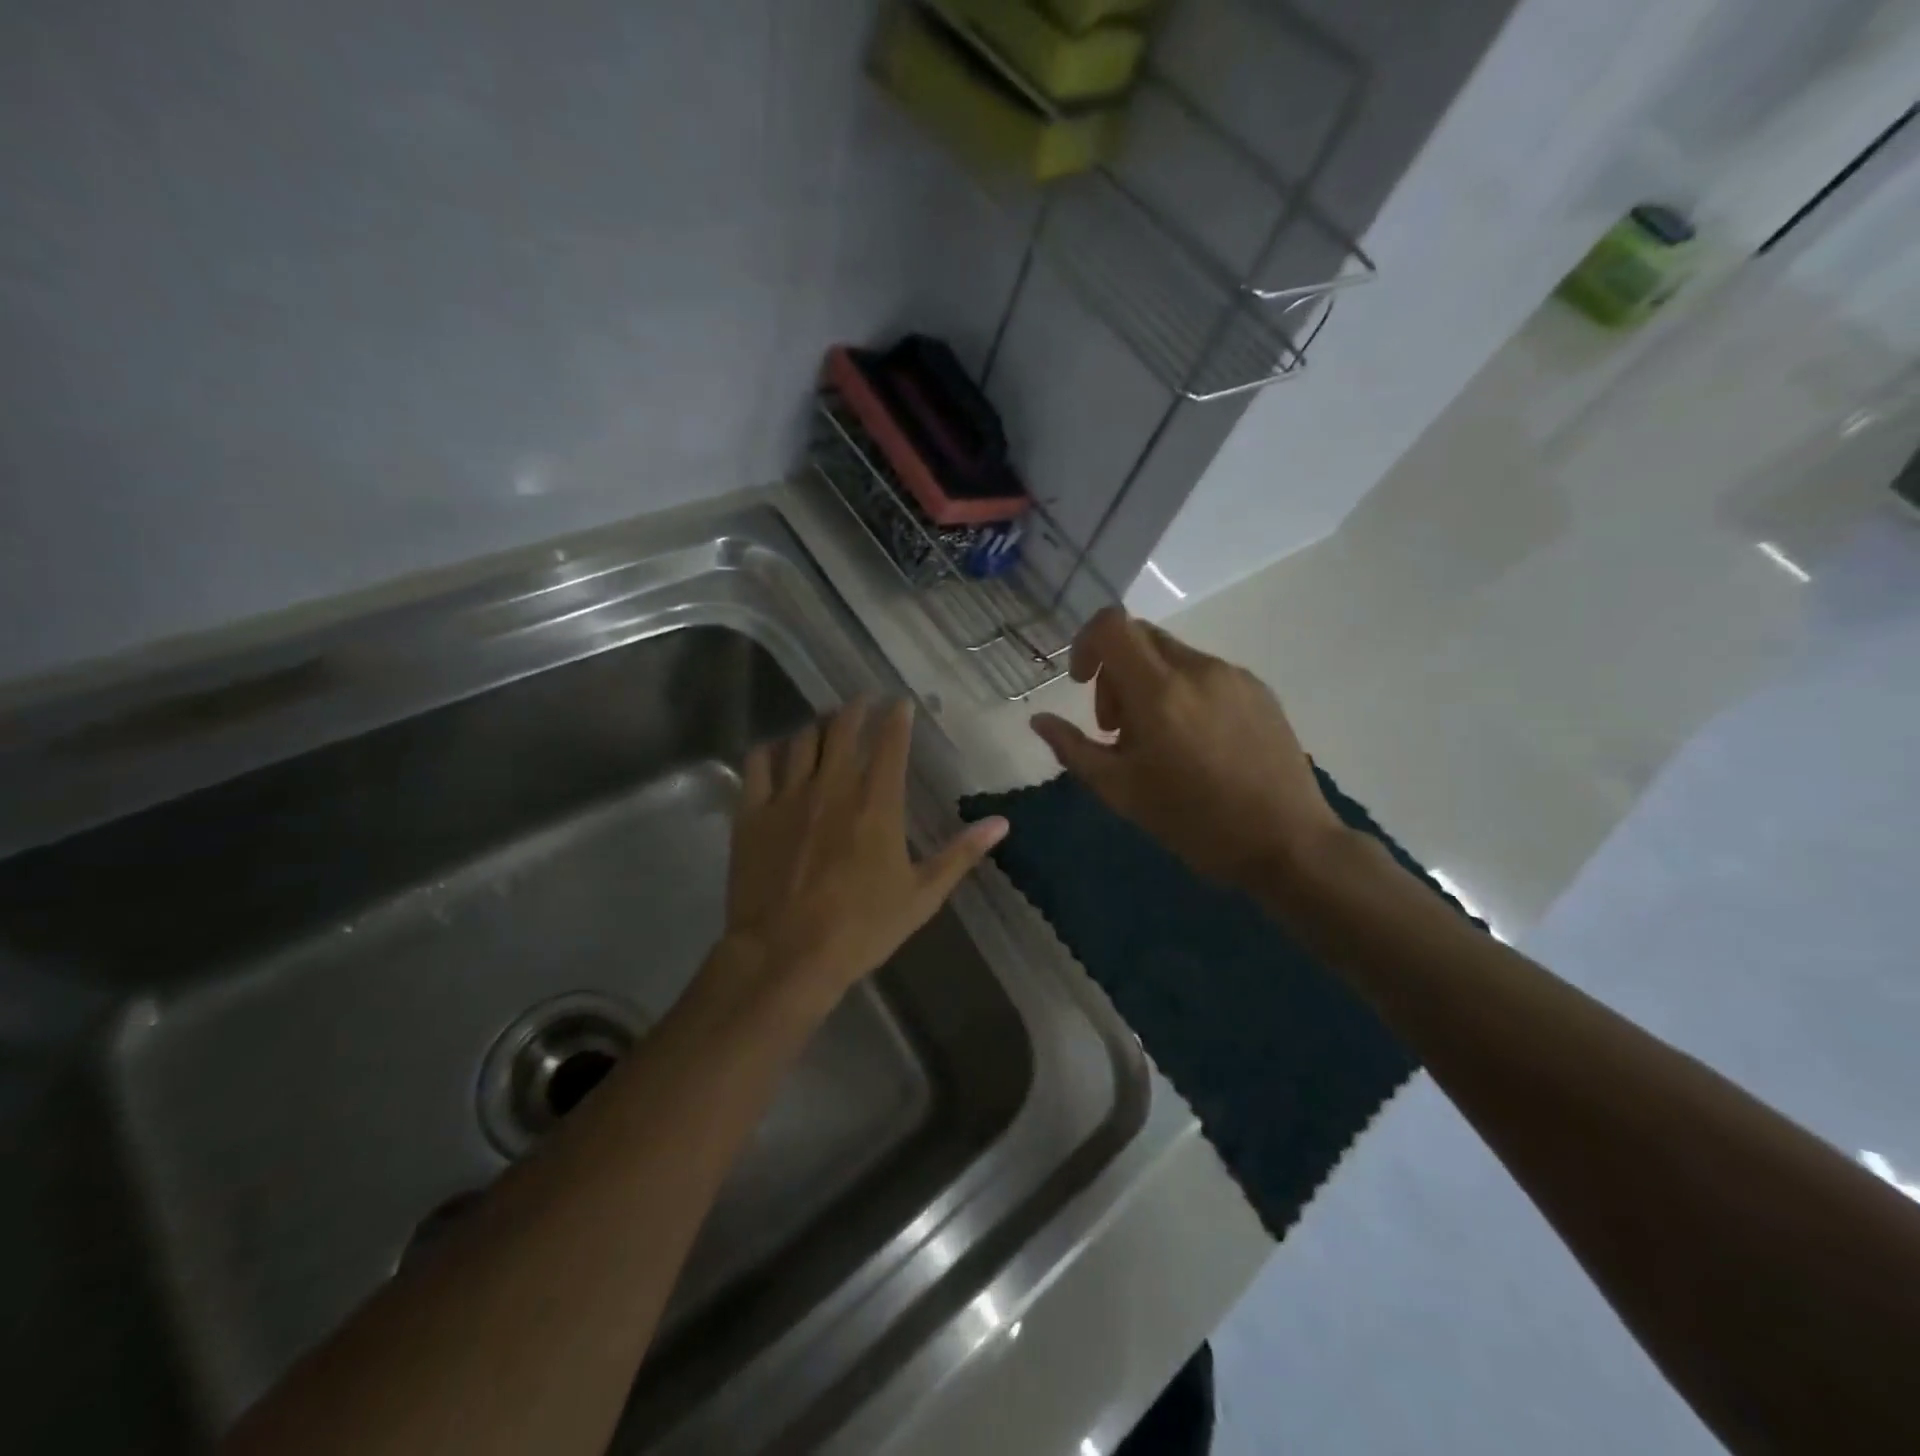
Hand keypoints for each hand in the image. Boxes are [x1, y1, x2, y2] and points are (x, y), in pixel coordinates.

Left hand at [722, 699, 1007, 1017]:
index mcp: (877, 803)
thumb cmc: (861, 928)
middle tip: (864, 700)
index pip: (890, 743)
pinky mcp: (753, 813)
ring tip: (826, 720)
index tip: (901, 702)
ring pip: (802, 739)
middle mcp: (833, 786)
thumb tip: (1002, 823)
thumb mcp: (922, 895)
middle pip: (843, 729)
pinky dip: (770, 749)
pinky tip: (777, 750)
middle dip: (856, 708)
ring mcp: (788, 796)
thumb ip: (961, 853)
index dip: (896, 718)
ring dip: (818, 724)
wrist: (786, 955)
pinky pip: (758, 764)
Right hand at [1029, 607, 1342, 890]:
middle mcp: (1197, 669)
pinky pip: (1206, 674)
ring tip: (1158, 741)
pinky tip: (1196, 744)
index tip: (1082, 683)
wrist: (1287, 842)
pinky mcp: (1259, 690)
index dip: (1086, 643)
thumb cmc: (1194, 822)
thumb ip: (1074, 749)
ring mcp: (1234, 676)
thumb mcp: (1121, 791)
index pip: (1112, 625)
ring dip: (1149, 685)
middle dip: (1115, 672)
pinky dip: (1184, 693)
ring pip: (1174, 657)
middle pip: (1140, 637)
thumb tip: (1040, 720)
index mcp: (1159, 691)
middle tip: (1118, 727)